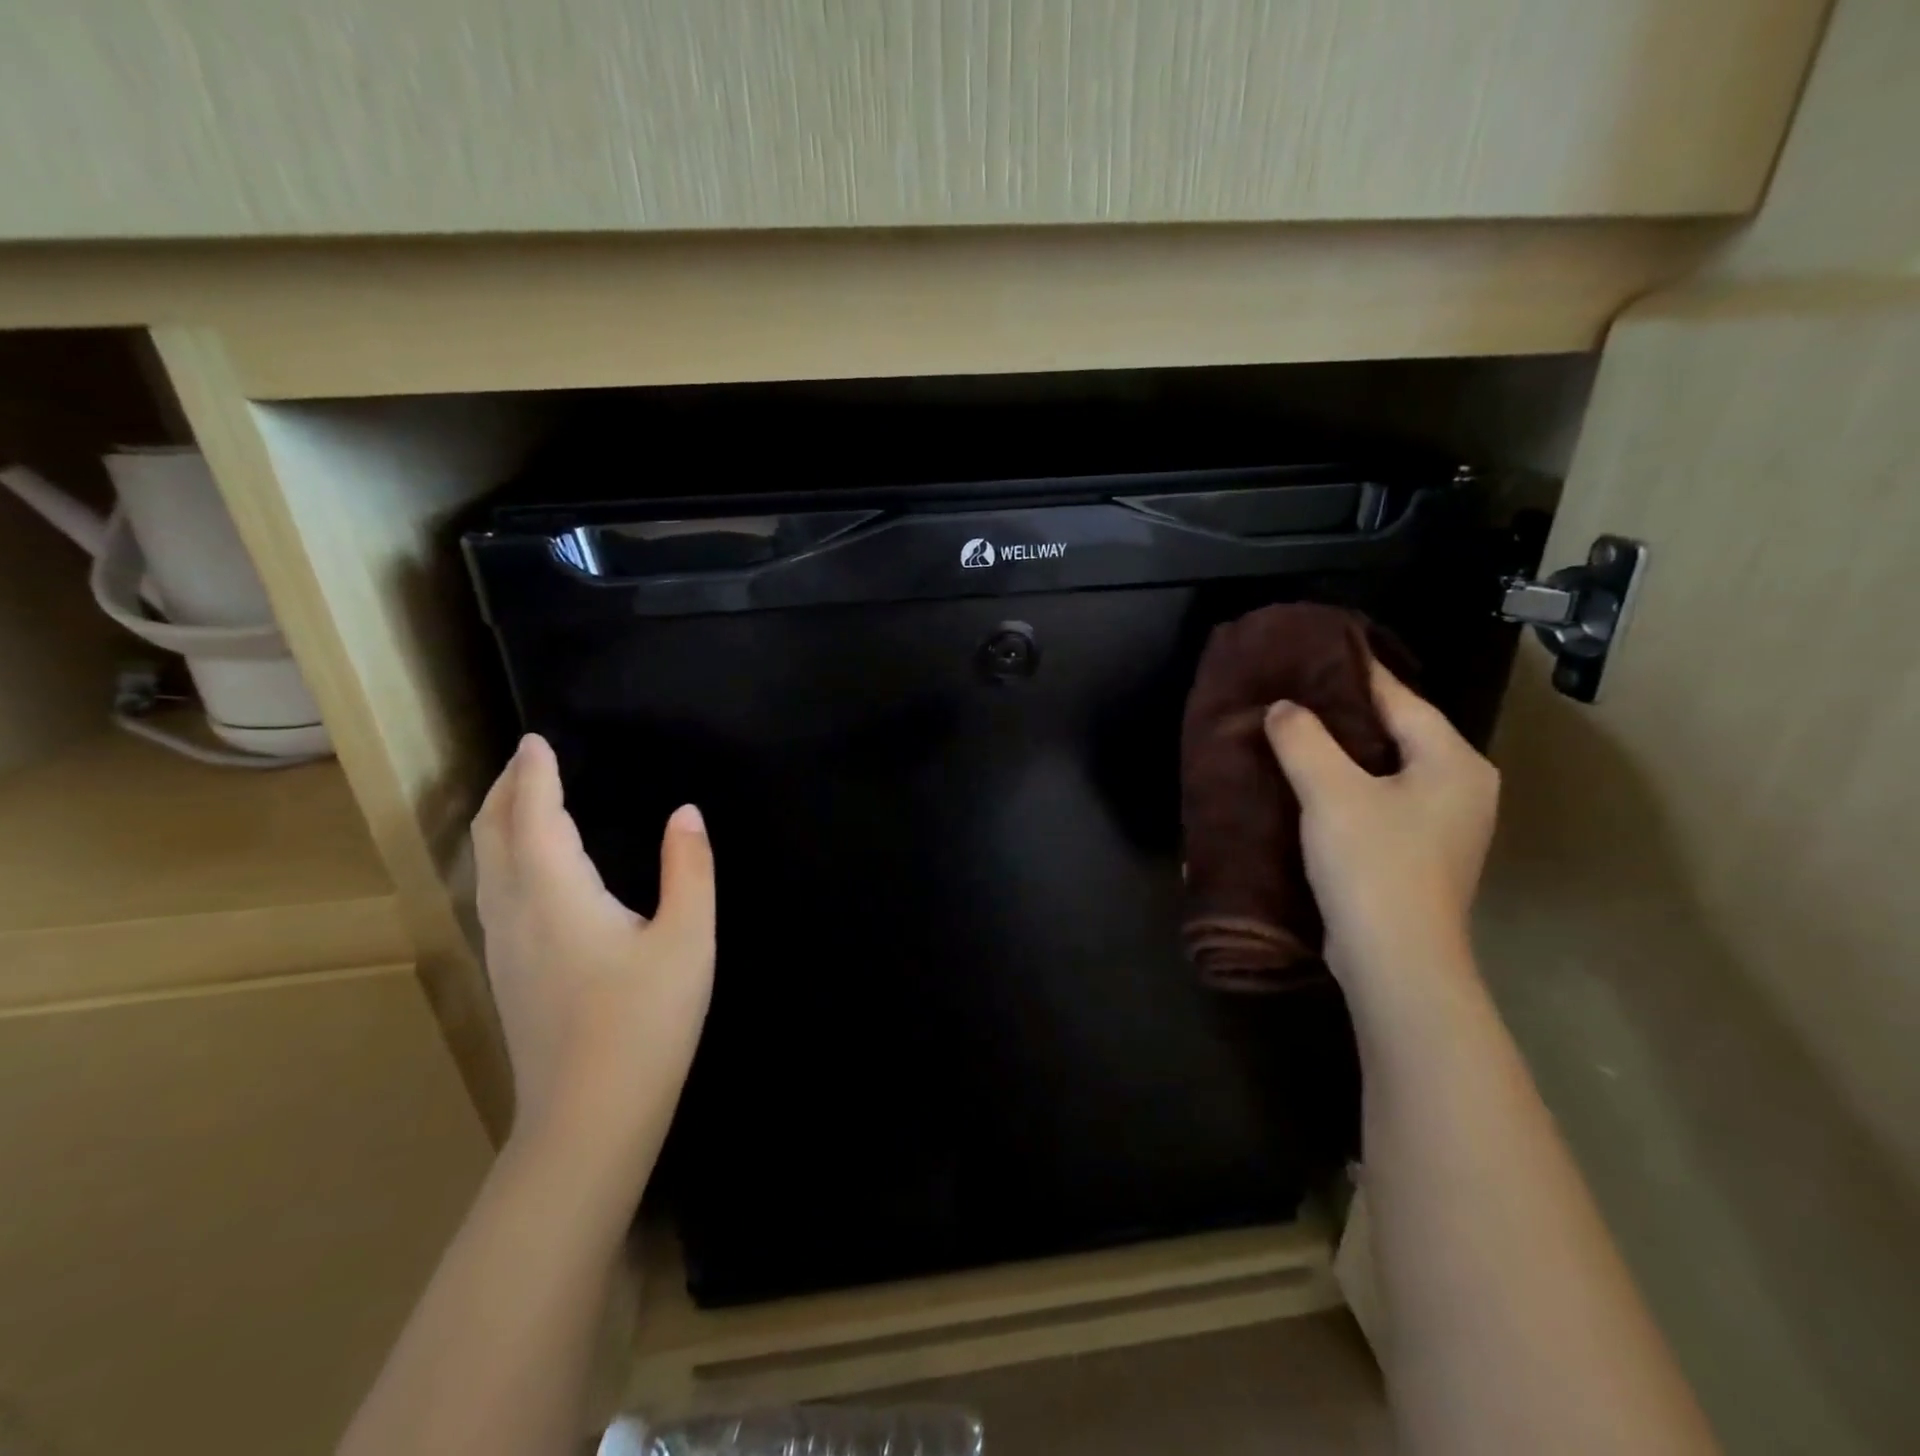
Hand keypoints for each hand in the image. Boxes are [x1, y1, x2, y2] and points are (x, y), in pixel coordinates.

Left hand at [472, 734, 714, 1173]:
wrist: (590, 1118)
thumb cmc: (645, 1023)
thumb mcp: (688, 940)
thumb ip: (689, 869)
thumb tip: (686, 813)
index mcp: (556, 895)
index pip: (534, 816)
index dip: (535, 775)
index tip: (537, 740)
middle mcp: (516, 913)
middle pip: (493, 836)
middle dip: (505, 790)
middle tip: (526, 759)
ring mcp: (504, 948)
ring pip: (486, 866)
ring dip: (499, 822)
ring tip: (521, 799)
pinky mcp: (508, 974)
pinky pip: (494, 892)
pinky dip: (503, 856)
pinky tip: (526, 868)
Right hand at [1263, 660, 1497, 998]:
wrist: (1396, 959)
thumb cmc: (1373, 864)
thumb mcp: (1331, 793)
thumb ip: (1304, 739)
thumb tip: (1283, 708)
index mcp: (1455, 761)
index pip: (1401, 699)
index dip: (1356, 673)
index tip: (1315, 651)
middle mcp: (1462, 786)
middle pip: (1398, 731)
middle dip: (1347, 712)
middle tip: (1294, 692)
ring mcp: (1446, 824)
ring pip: (1388, 768)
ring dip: (1345, 752)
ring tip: (1294, 732)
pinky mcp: (1421, 852)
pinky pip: (1382, 799)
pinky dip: (1349, 785)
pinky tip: (1311, 783)